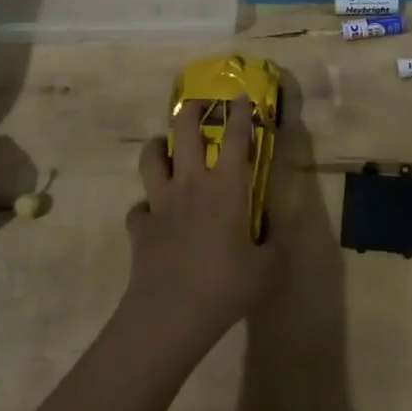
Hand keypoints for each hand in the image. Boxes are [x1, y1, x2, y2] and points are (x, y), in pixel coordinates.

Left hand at [127, 96, 277, 355]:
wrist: (170, 314)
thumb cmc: (225, 286)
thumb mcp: (268, 268)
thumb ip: (273, 243)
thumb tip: (271, 230)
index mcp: (226, 187)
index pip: (237, 138)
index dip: (240, 114)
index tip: (240, 96)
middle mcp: (191, 184)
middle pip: (184, 132)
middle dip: (191, 112)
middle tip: (197, 106)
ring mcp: (160, 203)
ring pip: (151, 159)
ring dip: (157, 147)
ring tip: (165, 148)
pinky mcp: (139, 227)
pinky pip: (138, 208)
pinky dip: (145, 207)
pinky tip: (152, 215)